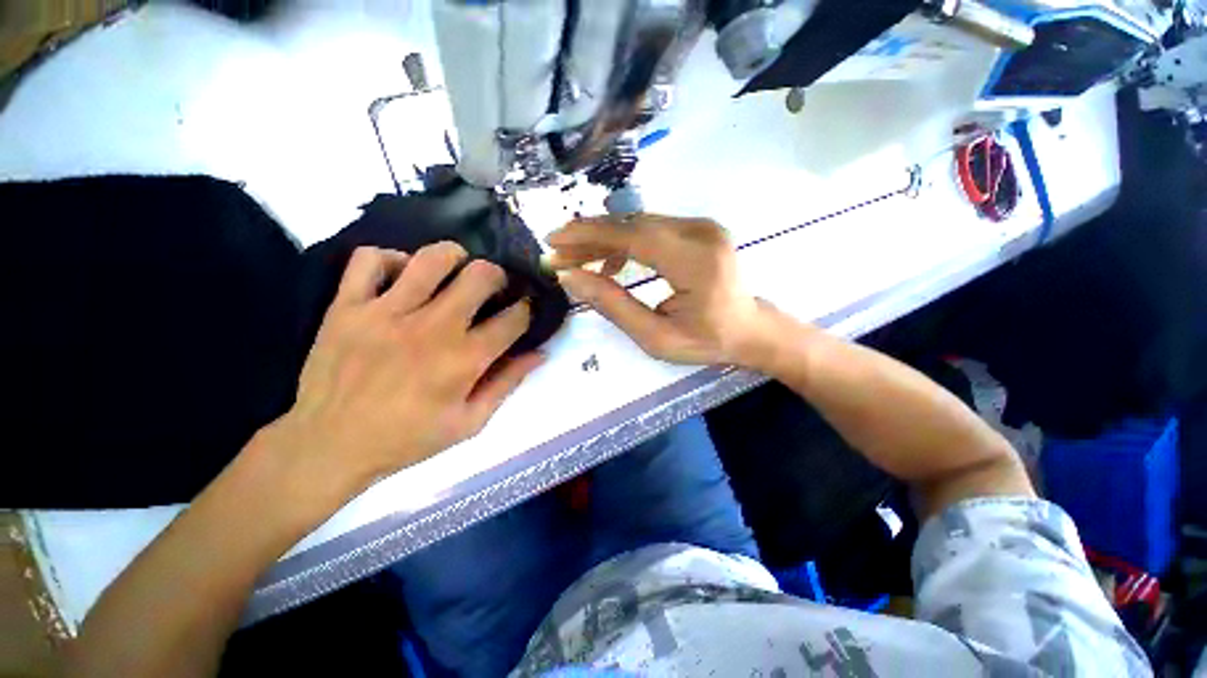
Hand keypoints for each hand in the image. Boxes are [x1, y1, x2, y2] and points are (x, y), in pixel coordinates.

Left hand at [269, 243, 540, 499]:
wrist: (329, 445)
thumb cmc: (407, 438)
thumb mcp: (470, 423)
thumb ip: (507, 384)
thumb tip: (540, 354)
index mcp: (464, 360)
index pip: (514, 318)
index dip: (527, 310)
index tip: (524, 311)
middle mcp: (432, 328)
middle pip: (480, 275)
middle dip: (497, 277)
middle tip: (491, 289)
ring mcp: (386, 313)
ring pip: (432, 258)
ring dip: (454, 258)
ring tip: (453, 272)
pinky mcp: (347, 306)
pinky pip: (369, 259)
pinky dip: (390, 259)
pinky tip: (399, 276)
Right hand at [548, 214, 773, 367]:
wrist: (749, 329)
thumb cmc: (706, 341)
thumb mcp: (656, 337)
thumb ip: (614, 306)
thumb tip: (571, 278)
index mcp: (696, 262)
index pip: (632, 236)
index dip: (588, 236)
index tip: (553, 242)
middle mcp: (701, 232)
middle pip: (632, 225)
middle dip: (589, 238)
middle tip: (558, 254)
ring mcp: (702, 226)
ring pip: (639, 224)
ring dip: (604, 239)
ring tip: (579, 261)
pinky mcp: (698, 228)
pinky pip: (651, 229)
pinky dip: (625, 242)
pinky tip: (611, 262)